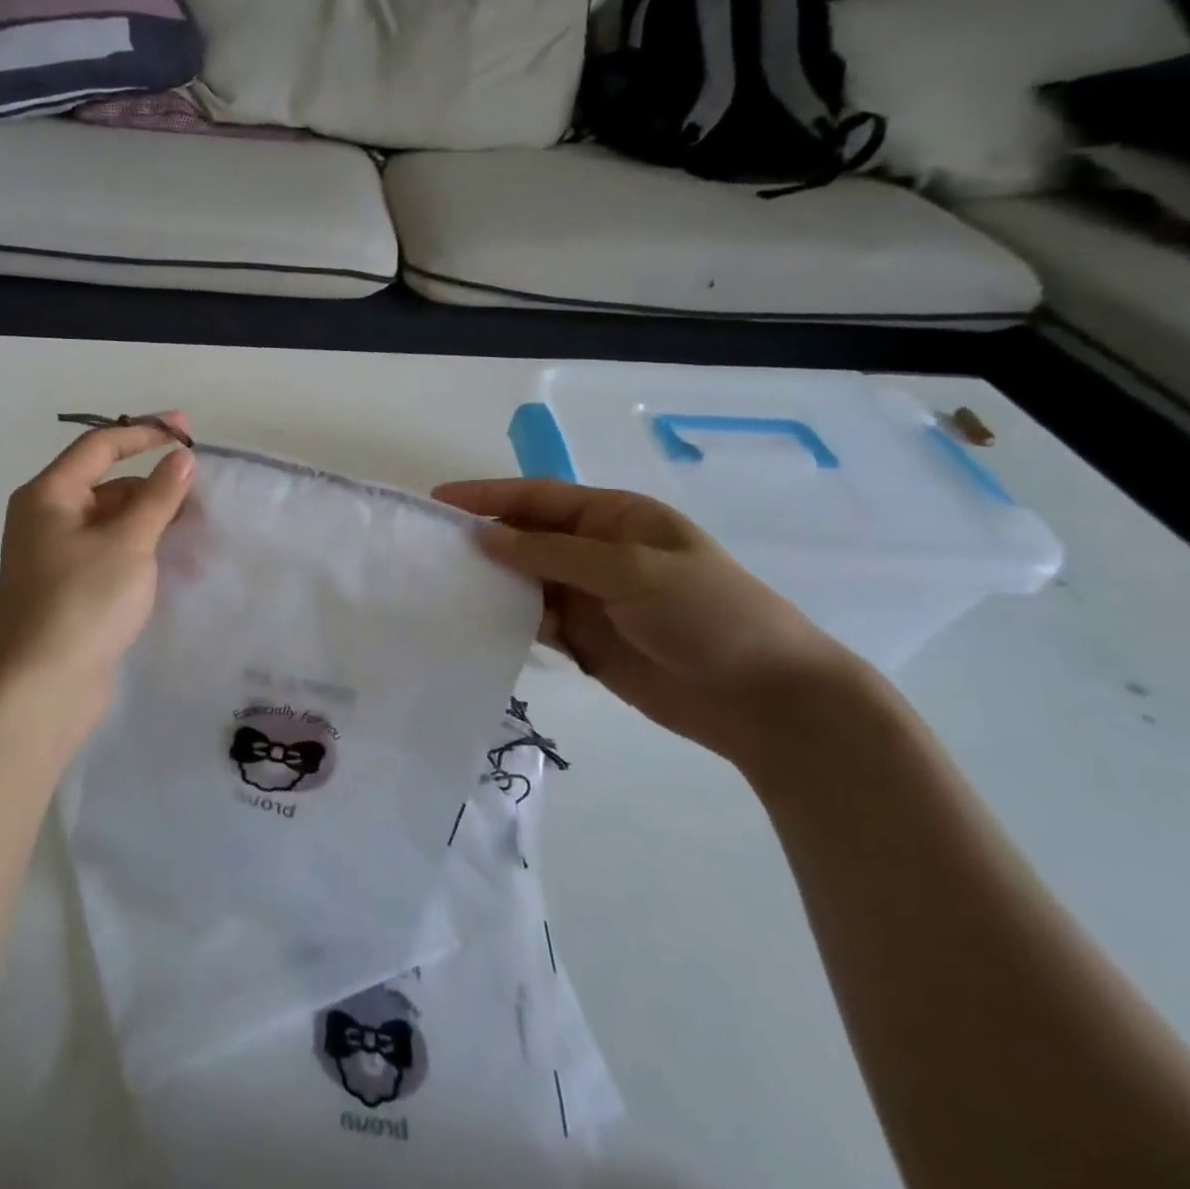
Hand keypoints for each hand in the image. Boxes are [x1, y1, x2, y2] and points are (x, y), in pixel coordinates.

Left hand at [0, 418, 195, 728]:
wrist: (42, 688)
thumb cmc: (83, 602)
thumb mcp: (129, 542)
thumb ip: (159, 496)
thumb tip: (181, 457)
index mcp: (48, 496)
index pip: (100, 446)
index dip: (146, 432)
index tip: (187, 428)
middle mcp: (46, 518)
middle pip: (107, 485)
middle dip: (154, 488)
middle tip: (200, 498)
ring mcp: (56, 555)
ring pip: (112, 522)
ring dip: (152, 523)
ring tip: (197, 535)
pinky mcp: (69, 587)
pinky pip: (110, 552)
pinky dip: (140, 551)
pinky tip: (175, 564)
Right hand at [433, 476, 864, 768]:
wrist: (765, 700)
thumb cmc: (708, 614)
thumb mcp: (632, 570)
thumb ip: (554, 553)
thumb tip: (485, 538)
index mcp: (615, 518)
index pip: (538, 498)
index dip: (488, 496)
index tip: (439, 500)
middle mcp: (597, 552)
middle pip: (526, 537)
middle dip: (483, 539)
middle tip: (430, 548)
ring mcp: (591, 597)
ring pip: (526, 580)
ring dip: (492, 582)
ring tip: (443, 586)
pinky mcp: (586, 639)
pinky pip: (536, 621)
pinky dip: (510, 619)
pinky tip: (480, 623)